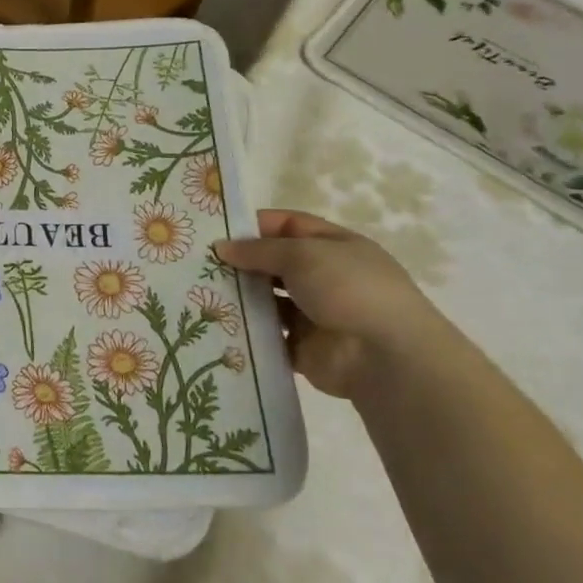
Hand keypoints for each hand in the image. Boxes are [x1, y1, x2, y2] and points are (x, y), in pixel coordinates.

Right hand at [215, 210, 453, 398]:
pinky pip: (267, 335)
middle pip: (274, 263)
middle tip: (197, 263)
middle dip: (240, 262)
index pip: (288, 225)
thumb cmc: (349, 289)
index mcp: (334, 246)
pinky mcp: (302, 347)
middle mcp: (324, 276)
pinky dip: (246, 330)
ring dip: (240, 296)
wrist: (385, 357)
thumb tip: (221, 247)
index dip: (254, 225)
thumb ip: (259, 250)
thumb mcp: (303, 254)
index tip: (215, 230)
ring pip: (267, 300)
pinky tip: (215, 323)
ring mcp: (314, 313)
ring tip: (199, 291)